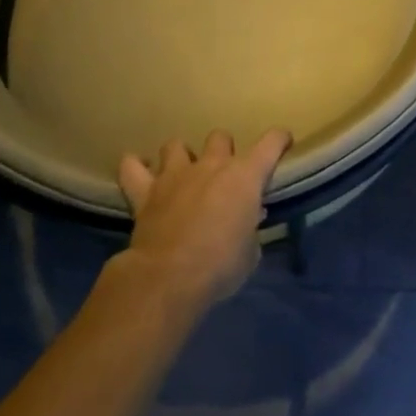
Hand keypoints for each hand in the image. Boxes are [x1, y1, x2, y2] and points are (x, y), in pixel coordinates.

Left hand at [117, 129, 291, 310]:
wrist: (169, 278)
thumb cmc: (221, 266)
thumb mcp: (250, 252)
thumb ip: (250, 229)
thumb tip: (248, 218)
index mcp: (245, 175)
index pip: (271, 142)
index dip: (279, 139)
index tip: (283, 143)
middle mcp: (211, 165)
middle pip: (220, 137)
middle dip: (222, 151)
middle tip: (222, 174)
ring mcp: (175, 175)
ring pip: (175, 145)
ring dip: (180, 156)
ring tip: (181, 173)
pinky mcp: (145, 191)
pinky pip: (133, 168)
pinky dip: (135, 168)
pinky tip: (139, 173)